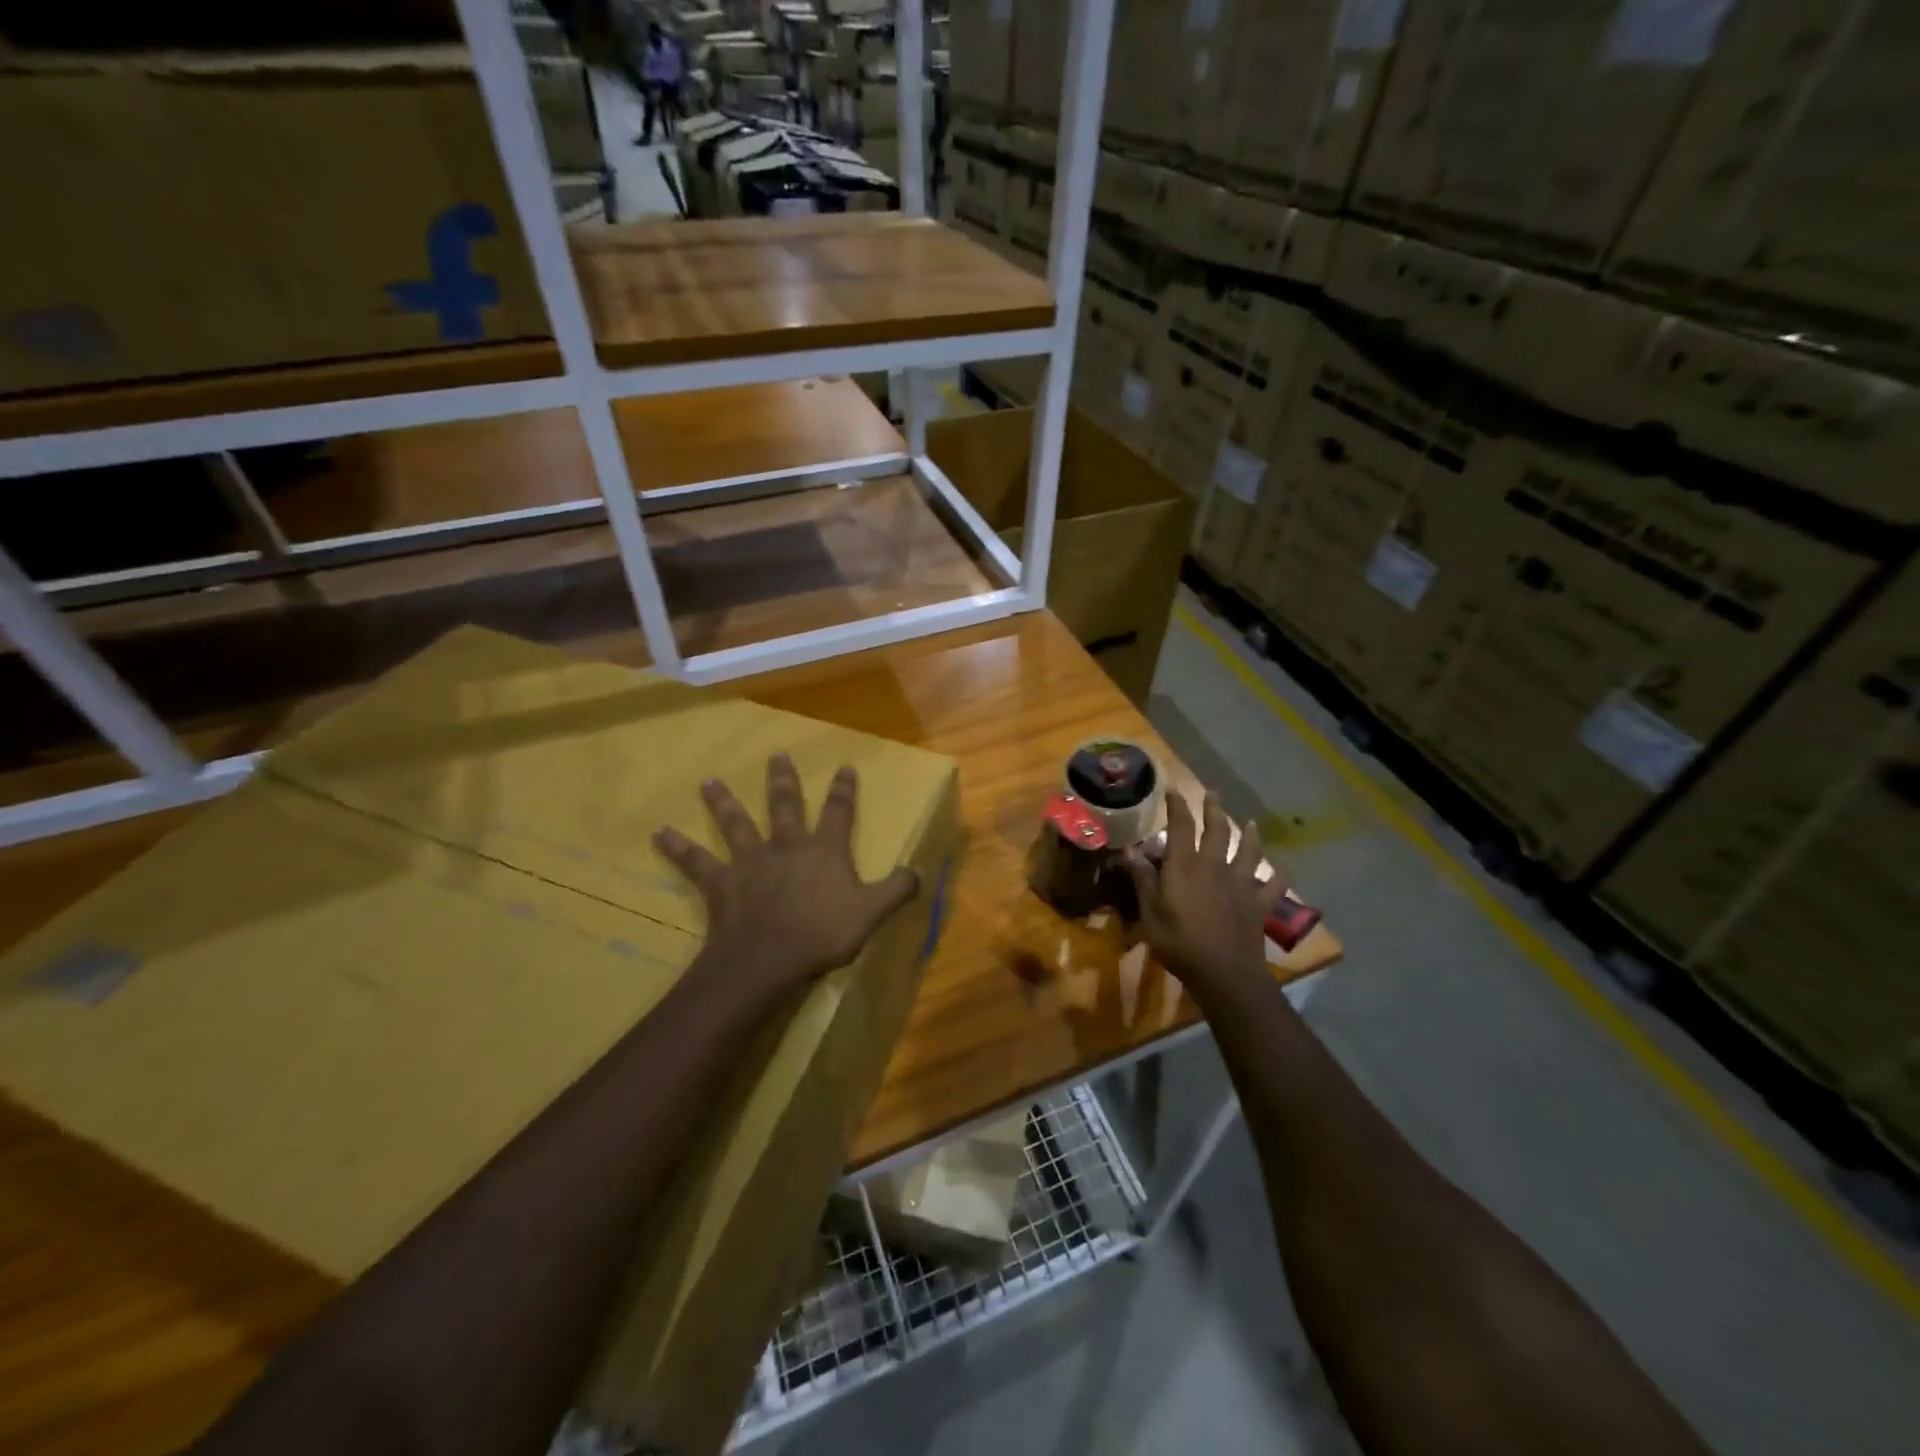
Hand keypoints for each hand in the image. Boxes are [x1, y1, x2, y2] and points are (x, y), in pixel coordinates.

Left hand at [654, 754, 920, 997]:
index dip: (843, 790)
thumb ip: (897, 890)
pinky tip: (659, 833)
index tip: (844, 766)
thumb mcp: (871, 913)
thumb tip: (920, 871)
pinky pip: (697, 862)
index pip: (838, 812)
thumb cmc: (822, 934)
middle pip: (784, 805)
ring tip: (707, 782)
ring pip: (736, 824)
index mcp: (824, 850)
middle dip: (783, 780)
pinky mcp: (722, 883)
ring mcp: (751, 862)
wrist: (768, 958)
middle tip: (777, 756)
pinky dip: (678, 847)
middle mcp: (787, 846)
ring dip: (722, 802)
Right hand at [1123, 793, 1288, 994]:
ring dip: (1250, 834)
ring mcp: (1241, 883)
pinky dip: (1280, 876)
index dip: (1176, 805)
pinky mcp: (1259, 903)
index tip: (1172, 789)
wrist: (1224, 972)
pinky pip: (1274, 886)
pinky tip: (1285, 870)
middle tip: (1213, 794)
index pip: (1181, 826)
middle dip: (1214, 809)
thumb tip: (1129, 850)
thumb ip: (1142, 879)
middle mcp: (1215, 866)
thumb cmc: (1179, 941)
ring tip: (1251, 823)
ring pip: (1249, 851)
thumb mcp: (1150, 911)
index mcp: (1186, 865)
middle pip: (1217, 830)